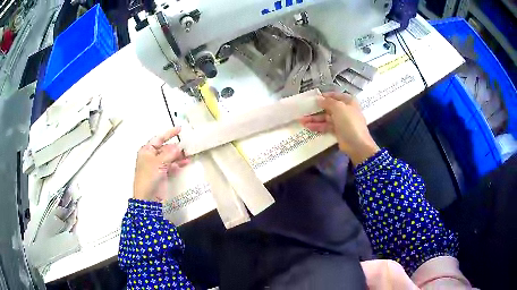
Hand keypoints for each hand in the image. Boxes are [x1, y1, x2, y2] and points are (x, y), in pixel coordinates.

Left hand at [133, 127, 189, 201]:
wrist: (147, 198)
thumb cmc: (149, 176)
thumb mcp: (159, 162)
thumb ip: (170, 153)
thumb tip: (179, 146)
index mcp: (147, 150)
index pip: (159, 138)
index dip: (169, 133)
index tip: (180, 129)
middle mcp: (151, 156)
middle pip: (165, 148)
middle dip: (176, 147)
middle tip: (188, 146)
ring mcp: (157, 166)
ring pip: (169, 157)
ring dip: (178, 156)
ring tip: (189, 155)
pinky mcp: (162, 174)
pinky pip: (171, 166)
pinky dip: (178, 164)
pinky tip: (185, 163)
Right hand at [300, 92, 379, 165]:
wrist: (357, 144)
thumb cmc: (350, 122)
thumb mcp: (339, 108)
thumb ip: (328, 102)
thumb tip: (318, 99)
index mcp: (348, 101)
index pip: (334, 95)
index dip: (324, 96)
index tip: (312, 97)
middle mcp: (345, 110)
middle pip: (328, 107)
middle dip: (316, 109)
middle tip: (304, 109)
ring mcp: (341, 121)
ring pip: (326, 118)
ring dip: (314, 119)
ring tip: (302, 120)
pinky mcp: (338, 131)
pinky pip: (326, 126)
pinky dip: (318, 126)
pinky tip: (308, 126)